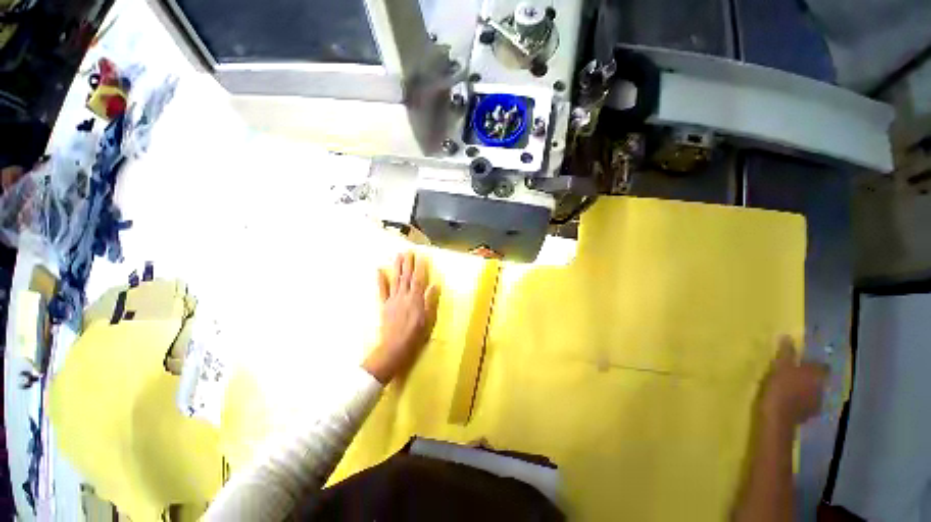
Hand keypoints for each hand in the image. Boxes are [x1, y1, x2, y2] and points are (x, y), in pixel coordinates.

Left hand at [363, 251, 439, 382]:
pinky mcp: (385, 305)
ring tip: (397, 255)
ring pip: (396, 280)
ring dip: (397, 267)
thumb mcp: (428, 318)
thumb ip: (430, 300)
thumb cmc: (416, 334)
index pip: (419, 279)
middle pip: (407, 276)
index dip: (420, 267)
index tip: (421, 256)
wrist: (395, 346)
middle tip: (408, 251)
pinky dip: (380, 280)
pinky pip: (382, 291)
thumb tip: (434, 284)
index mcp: (416, 299)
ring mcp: (393, 299)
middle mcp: (404, 296)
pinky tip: (379, 270)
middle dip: (408, 263)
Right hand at [760, 336, 828, 428]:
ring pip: (813, 393)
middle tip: (795, 375)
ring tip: (791, 389)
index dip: (814, 364)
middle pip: (818, 380)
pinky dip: (800, 402)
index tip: (802, 363)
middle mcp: (822, 388)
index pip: (822, 366)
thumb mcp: (781, 367)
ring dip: (805, 391)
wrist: (778, 416)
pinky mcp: (807, 415)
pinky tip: (790, 402)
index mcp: (818, 375)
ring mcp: (816, 404)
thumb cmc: (781, 387)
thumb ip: (787, 353)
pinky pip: (806, 405)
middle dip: (809, 378)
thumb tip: (788, 336)